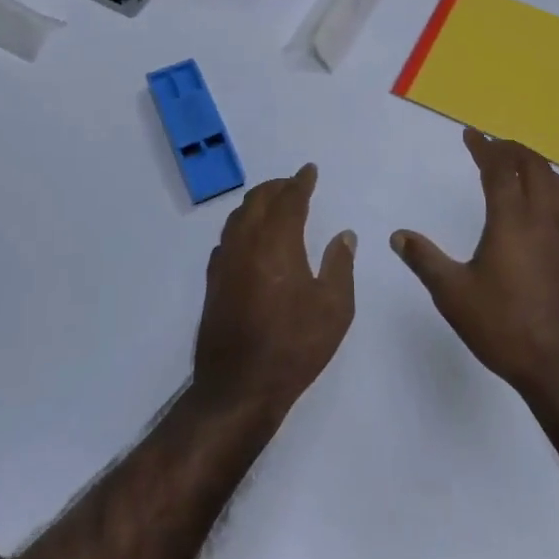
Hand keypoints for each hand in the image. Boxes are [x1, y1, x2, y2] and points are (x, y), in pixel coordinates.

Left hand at [192, 164, 355, 420]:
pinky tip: (249, 238)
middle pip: (258, 200)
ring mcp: (225, 262)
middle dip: (277, 187)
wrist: (239, 388)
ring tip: (273, 203)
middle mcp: (247, 243)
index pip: (289, 199)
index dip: (301, 182)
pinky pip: (227, 238)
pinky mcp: (213, 282)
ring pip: (238, 217)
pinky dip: (242, 226)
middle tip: (293, 183)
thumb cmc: (294, 346)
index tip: (310, 170)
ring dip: (257, 203)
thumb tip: (344, 235)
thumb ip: (340, 265)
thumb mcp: (334, 308)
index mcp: (278, 242)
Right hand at [392, 130, 558, 405]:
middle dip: (512, 149)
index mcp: (512, 221)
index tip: (471, 134)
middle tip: (493, 145)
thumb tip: (398, 236)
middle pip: (533, 167)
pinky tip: (547, 202)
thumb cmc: (505, 328)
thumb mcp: (454, 295)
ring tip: (519, 163)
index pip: (499, 170)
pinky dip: (553, 187)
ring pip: (556, 183)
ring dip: (536, 164)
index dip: (484, 147)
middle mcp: (544, 219)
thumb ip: (425, 261)